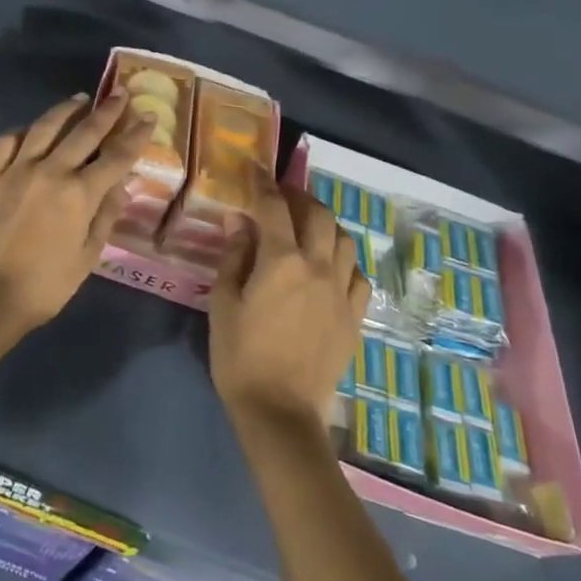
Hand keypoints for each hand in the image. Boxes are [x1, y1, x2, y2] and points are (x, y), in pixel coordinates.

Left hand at [0, 91, 152, 345]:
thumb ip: (106, 216)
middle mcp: (50, 171)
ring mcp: (17, 169)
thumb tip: (122, 184)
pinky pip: (8, 141)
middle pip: (84, 132)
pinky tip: (33, 130)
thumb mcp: (87, 257)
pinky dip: (24, 131)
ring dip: (66, 109)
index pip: (116, 156)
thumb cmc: (45, 285)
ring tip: (81, 98)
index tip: (148, 116)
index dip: (135, 134)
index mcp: (79, 194)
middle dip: (107, 111)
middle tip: (120, 93)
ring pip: (45, 126)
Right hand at [209, 178, 369, 430]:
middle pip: (318, 215)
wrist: (281, 412)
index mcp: (282, 261)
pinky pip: (357, 275)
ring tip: (306, 227)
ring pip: (344, 239)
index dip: (263, 183)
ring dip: (324, 223)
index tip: (254, 167)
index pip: (274, 206)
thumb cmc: (240, 356)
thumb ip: (234, 256)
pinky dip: (343, 260)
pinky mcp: (354, 317)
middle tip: (280, 197)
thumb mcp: (223, 303)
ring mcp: (342, 292)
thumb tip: (239, 221)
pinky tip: (328, 267)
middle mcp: (319, 267)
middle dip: (298, 197)